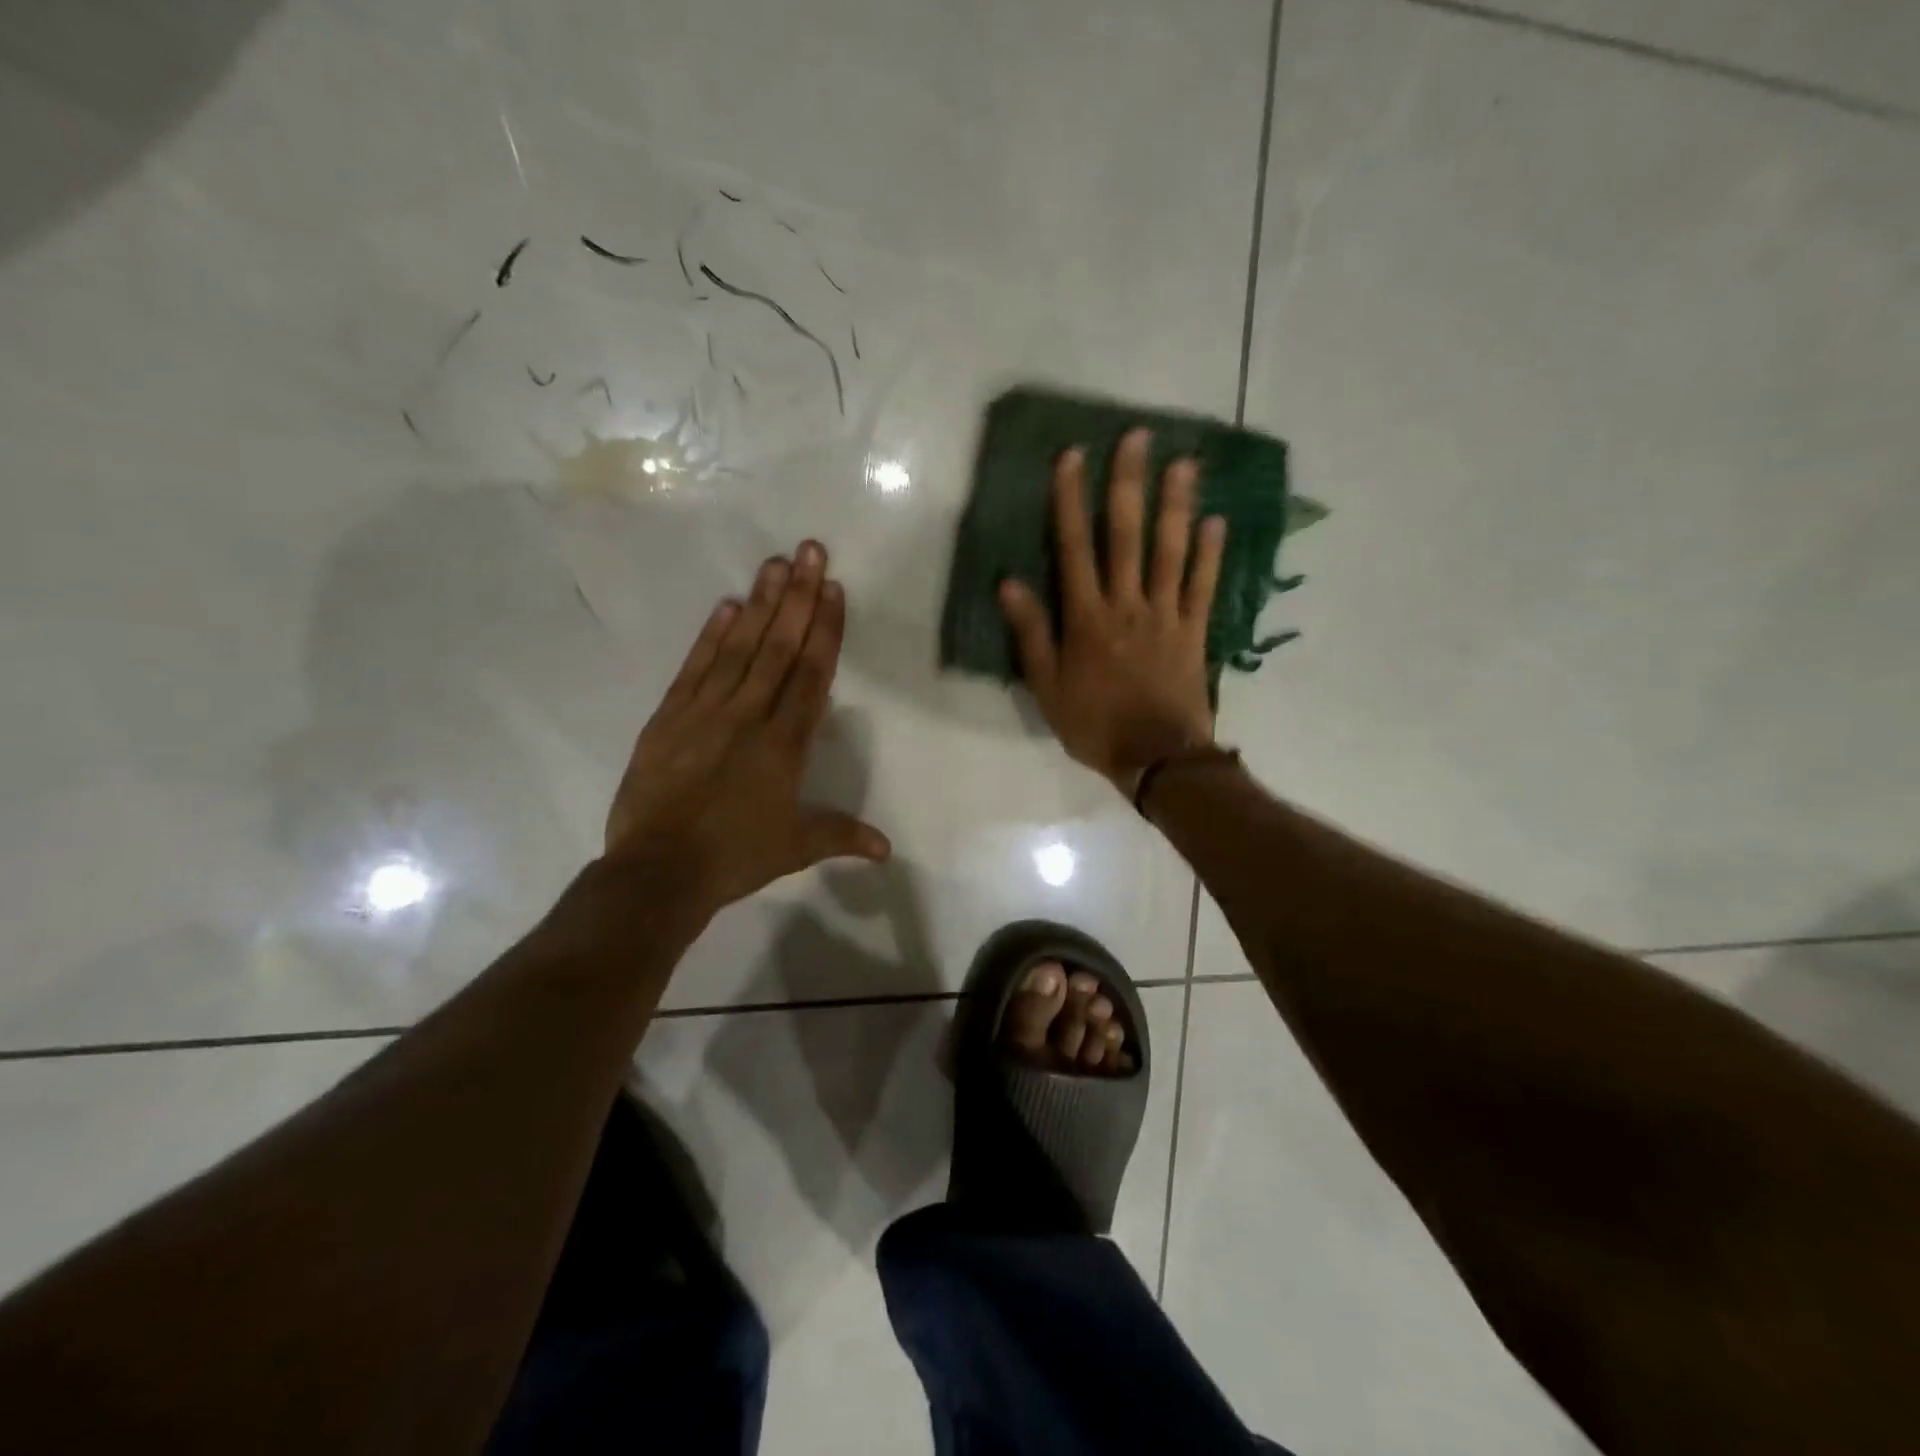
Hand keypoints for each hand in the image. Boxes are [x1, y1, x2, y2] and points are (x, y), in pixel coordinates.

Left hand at [604, 541, 890, 916]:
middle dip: (798, 596)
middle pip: (779, 647)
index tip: (833, 589)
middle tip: (810, 550)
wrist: (658, 872)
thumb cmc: (735, 857)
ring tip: (775, 563)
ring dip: (760, 603)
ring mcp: (706, 711)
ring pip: (740, 648)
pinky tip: (727, 606)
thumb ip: (842, 835)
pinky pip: (695, 667)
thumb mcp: (796, 848)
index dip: (825, 629)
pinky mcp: (669, 717)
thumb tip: (887, 849)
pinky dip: (711, 635)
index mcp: (785, 743)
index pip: (812, 674)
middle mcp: (749, 715)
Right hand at [998, 428, 1223, 794]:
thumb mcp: (1047, 687)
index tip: (1073, 456)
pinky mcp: (1195, 632)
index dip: (1071, 500)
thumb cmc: (1094, 725)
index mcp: (1086, 618)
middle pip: (1127, 535)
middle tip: (1138, 437)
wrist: (1156, 758)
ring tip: (1184, 463)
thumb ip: (1032, 634)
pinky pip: (1203, 586)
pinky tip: (1217, 521)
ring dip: (1176, 505)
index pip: (1075, 546)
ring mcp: (1166, 615)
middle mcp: (1127, 604)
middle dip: (1129, 484)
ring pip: (1170, 550)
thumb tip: (1009, 583)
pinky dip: (1209, 553)